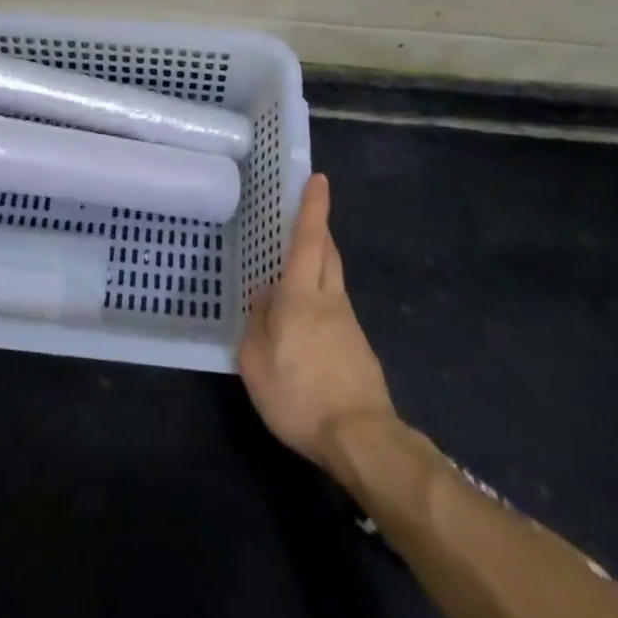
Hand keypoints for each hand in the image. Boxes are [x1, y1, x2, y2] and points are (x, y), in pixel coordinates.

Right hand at [238, 174, 395, 475]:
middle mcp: (330, 300)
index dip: (312, 207)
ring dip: (318, 261)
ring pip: (333, 278)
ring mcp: (348, 323)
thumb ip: (255, 325)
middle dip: (319, 228)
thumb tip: (263, 299)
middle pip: (328, 252)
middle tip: (303, 213)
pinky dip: (320, 296)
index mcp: (302, 296)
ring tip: (293, 265)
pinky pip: (335, 306)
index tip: (319, 178)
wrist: (361, 439)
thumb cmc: (300, 394)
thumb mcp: (256, 362)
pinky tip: (303, 320)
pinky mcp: (358, 347)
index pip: (308, 240)